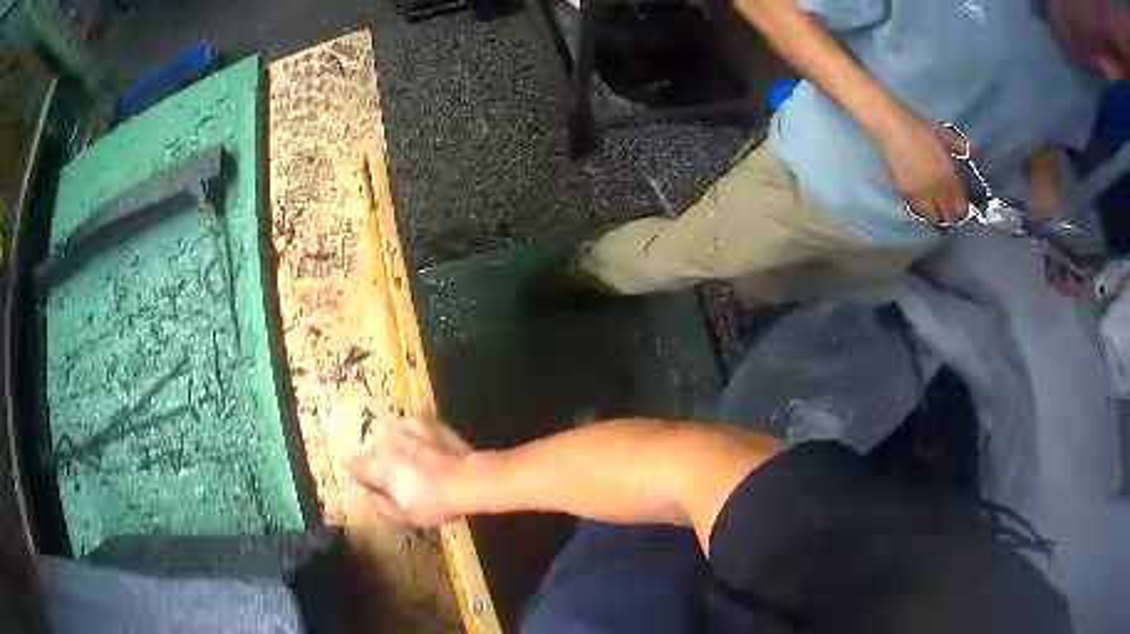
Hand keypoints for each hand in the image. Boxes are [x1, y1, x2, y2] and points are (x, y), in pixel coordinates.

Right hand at [349, 414, 471, 525]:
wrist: (467, 478)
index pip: (355, 465)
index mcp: (375, 465)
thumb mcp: (404, 515)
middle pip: (374, 448)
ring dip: (397, 443)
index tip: (374, 485)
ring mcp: (405, 427)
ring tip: (413, 458)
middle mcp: (385, 442)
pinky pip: (413, 425)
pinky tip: (427, 444)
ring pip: (392, 434)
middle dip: (381, 459)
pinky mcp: (426, 420)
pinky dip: (416, 433)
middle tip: (399, 475)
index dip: (364, 476)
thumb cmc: (433, 502)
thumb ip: (381, 504)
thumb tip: (369, 495)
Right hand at [879, 114, 970, 224]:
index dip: (964, 208)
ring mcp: (920, 194)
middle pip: (948, 217)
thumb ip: (960, 147)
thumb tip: (976, 150)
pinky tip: (925, 202)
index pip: (961, 206)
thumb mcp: (944, 135)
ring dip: (938, 215)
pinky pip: (919, 210)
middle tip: (952, 207)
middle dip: (952, 215)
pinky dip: (924, 210)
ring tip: (938, 206)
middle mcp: (936, 190)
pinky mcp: (905, 193)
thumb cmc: (919, 129)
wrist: (892, 128)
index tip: (964, 203)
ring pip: (933, 217)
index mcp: (948, 176)